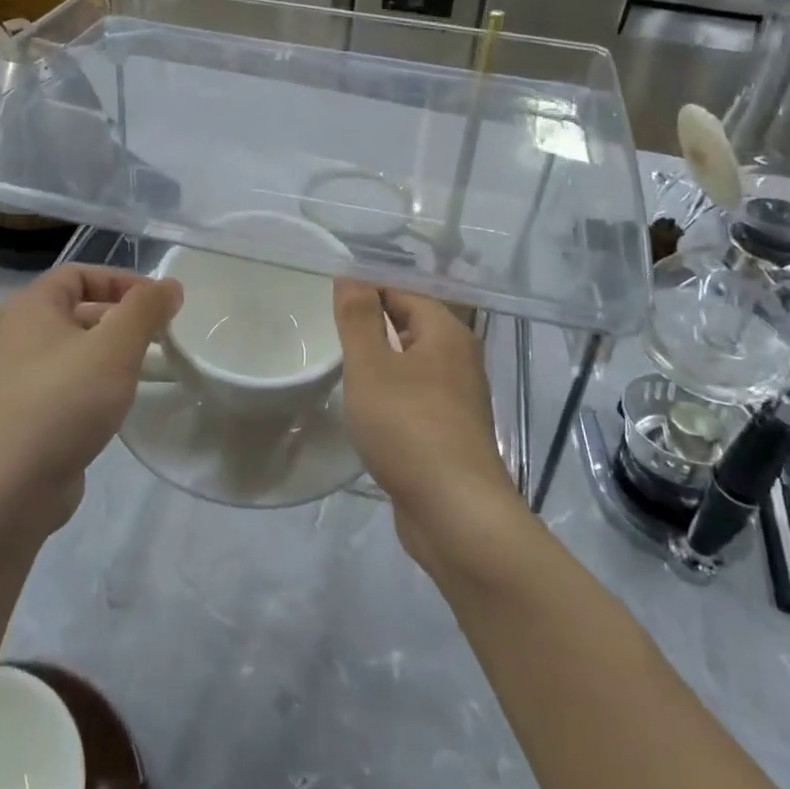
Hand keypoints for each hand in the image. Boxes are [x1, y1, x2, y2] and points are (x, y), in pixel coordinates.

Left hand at [0, 266, 181, 536]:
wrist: (7, 490)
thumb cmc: (63, 401)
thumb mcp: (115, 347)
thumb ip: (146, 309)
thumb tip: (170, 285)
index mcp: (31, 307)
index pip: (80, 274)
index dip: (122, 280)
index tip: (160, 302)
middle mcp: (19, 335)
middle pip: (78, 309)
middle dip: (122, 317)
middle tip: (161, 334)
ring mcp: (20, 378)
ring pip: (76, 349)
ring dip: (112, 352)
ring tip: (150, 366)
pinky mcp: (28, 415)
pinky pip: (70, 383)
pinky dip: (98, 383)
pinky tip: (121, 402)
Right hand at [333, 280, 520, 563]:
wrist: (457, 513)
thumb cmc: (409, 428)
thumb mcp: (371, 367)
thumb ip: (358, 318)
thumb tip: (351, 275)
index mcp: (446, 332)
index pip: (403, 290)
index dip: (367, 286)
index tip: (329, 294)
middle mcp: (459, 357)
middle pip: (412, 322)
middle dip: (374, 319)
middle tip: (329, 323)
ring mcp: (459, 396)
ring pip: (414, 360)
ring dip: (382, 356)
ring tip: (342, 358)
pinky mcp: (451, 429)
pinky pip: (417, 392)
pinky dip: (392, 388)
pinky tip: (368, 401)